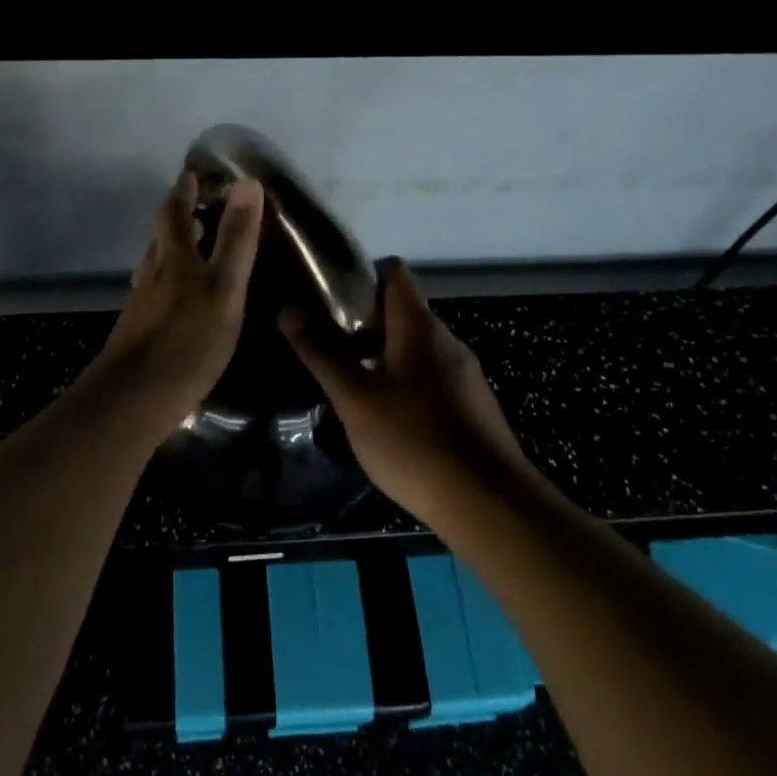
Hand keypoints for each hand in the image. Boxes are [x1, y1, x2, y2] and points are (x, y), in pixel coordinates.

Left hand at [87, 172, 264, 431]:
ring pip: (155, 267)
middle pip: (160, 238)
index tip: (191, 174)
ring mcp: (141, 306)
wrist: (135, 397)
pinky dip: (167, 285)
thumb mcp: (224, 287)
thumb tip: (247, 183)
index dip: (184, 192)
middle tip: (193, 207)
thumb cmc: (188, 339)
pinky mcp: (138, 333)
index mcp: (173, 259)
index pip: (175, 214)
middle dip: (175, 218)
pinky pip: (154, 295)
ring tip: (189, 250)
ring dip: (170, 251)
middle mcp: (152, 275)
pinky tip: (176, 302)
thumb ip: (236, 239)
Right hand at [283, 261, 528, 520]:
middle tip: (326, 346)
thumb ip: (321, 352)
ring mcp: (462, 373)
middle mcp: (446, 340)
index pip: (393, 272)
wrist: (487, 503)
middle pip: (401, 310)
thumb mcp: (354, 398)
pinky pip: (428, 376)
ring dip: (380, 354)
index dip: (359, 275)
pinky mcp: (469, 405)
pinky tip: (382, 415)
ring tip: (346, 382)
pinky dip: (401, 381)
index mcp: (420, 326)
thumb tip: (288, 309)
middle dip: (361, 322)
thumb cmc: (413, 440)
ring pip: (413, 347)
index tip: (326, 298)